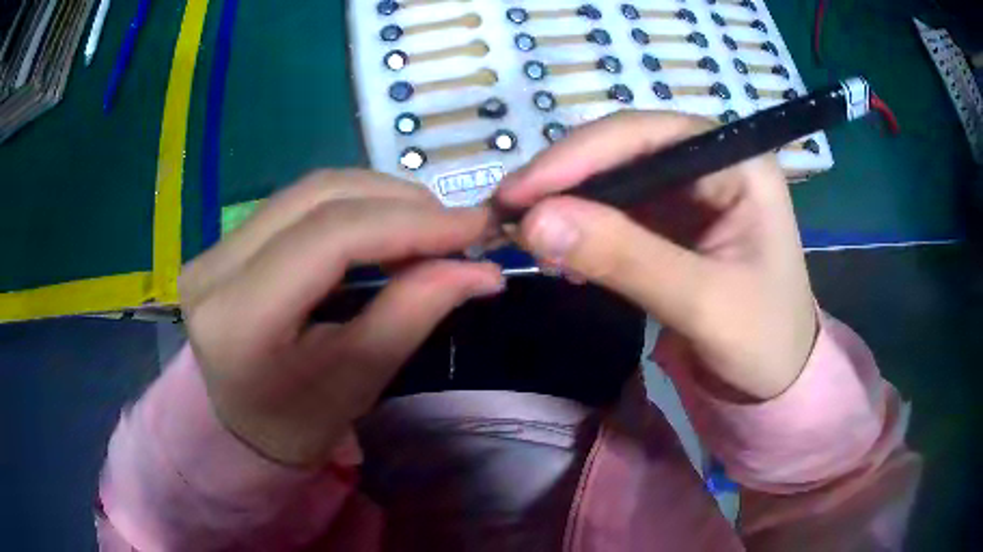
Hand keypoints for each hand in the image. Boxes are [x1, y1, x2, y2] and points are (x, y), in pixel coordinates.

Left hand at [179, 170, 502, 466]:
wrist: (244, 429)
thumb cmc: (298, 425)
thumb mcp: (357, 380)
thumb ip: (414, 313)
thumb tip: (482, 270)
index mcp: (237, 318)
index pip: (329, 238)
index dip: (409, 222)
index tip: (474, 225)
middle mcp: (214, 268)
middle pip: (318, 198)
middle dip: (399, 203)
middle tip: (454, 228)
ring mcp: (214, 248)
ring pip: (309, 191)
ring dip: (378, 199)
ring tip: (426, 227)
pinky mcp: (225, 242)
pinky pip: (297, 203)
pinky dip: (352, 207)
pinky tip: (384, 227)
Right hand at [496, 112, 816, 400]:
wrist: (777, 380)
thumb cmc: (762, 342)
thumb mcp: (702, 303)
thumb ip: (625, 258)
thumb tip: (532, 222)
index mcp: (739, 162)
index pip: (648, 134)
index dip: (578, 156)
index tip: (518, 192)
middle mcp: (713, 163)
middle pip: (624, 149)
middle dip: (565, 181)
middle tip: (507, 215)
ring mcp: (691, 191)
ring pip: (614, 180)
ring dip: (568, 206)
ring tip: (526, 238)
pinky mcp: (673, 221)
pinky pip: (617, 212)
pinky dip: (583, 230)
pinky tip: (563, 257)